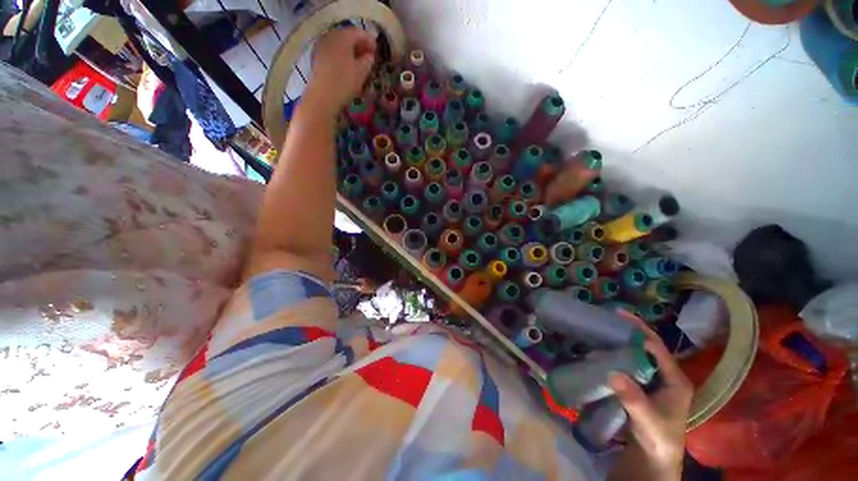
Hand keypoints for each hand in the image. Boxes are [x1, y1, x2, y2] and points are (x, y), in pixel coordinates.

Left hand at [305, 28, 376, 116]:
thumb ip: (368, 61)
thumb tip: (369, 55)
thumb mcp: (361, 72)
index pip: (359, 33)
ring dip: (351, 51)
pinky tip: (348, 67)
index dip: (370, 41)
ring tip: (359, 63)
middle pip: (348, 36)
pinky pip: (334, 52)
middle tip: (369, 57)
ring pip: (340, 44)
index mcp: (343, 37)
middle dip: (359, 45)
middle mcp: (331, 37)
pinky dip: (343, 56)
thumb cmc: (344, 83)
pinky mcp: (318, 57)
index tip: (376, 52)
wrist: (322, 97)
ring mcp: (323, 46)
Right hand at [607, 317, 692, 480]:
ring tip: (602, 331)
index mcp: (676, 380)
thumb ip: (634, 399)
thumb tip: (613, 373)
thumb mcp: (648, 421)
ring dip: (622, 341)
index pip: (658, 348)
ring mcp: (654, 380)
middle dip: (630, 331)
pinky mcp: (642, 385)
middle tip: (608, 319)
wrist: (654, 457)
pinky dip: (618, 354)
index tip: (618, 316)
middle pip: (648, 346)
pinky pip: (630, 363)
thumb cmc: (658, 439)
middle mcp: (667, 375)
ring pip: (639, 353)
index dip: (640, 330)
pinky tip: (603, 351)